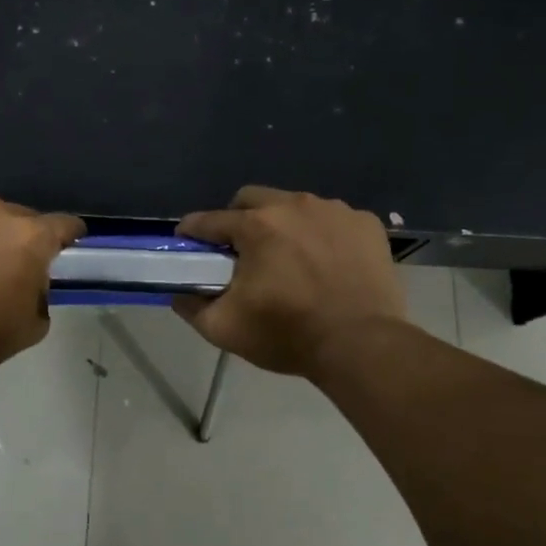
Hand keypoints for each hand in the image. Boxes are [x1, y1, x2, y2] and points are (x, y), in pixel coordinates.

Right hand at [174, 187, 405, 376]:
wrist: (361, 345)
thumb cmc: (288, 334)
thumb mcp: (224, 329)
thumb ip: (192, 306)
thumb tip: (179, 294)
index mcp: (256, 225)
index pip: (209, 220)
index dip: (192, 232)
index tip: (187, 243)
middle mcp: (293, 205)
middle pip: (251, 200)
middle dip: (238, 220)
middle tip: (240, 252)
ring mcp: (334, 210)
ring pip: (294, 206)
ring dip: (283, 226)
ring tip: (289, 260)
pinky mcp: (366, 223)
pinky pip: (332, 220)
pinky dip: (322, 235)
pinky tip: (326, 263)